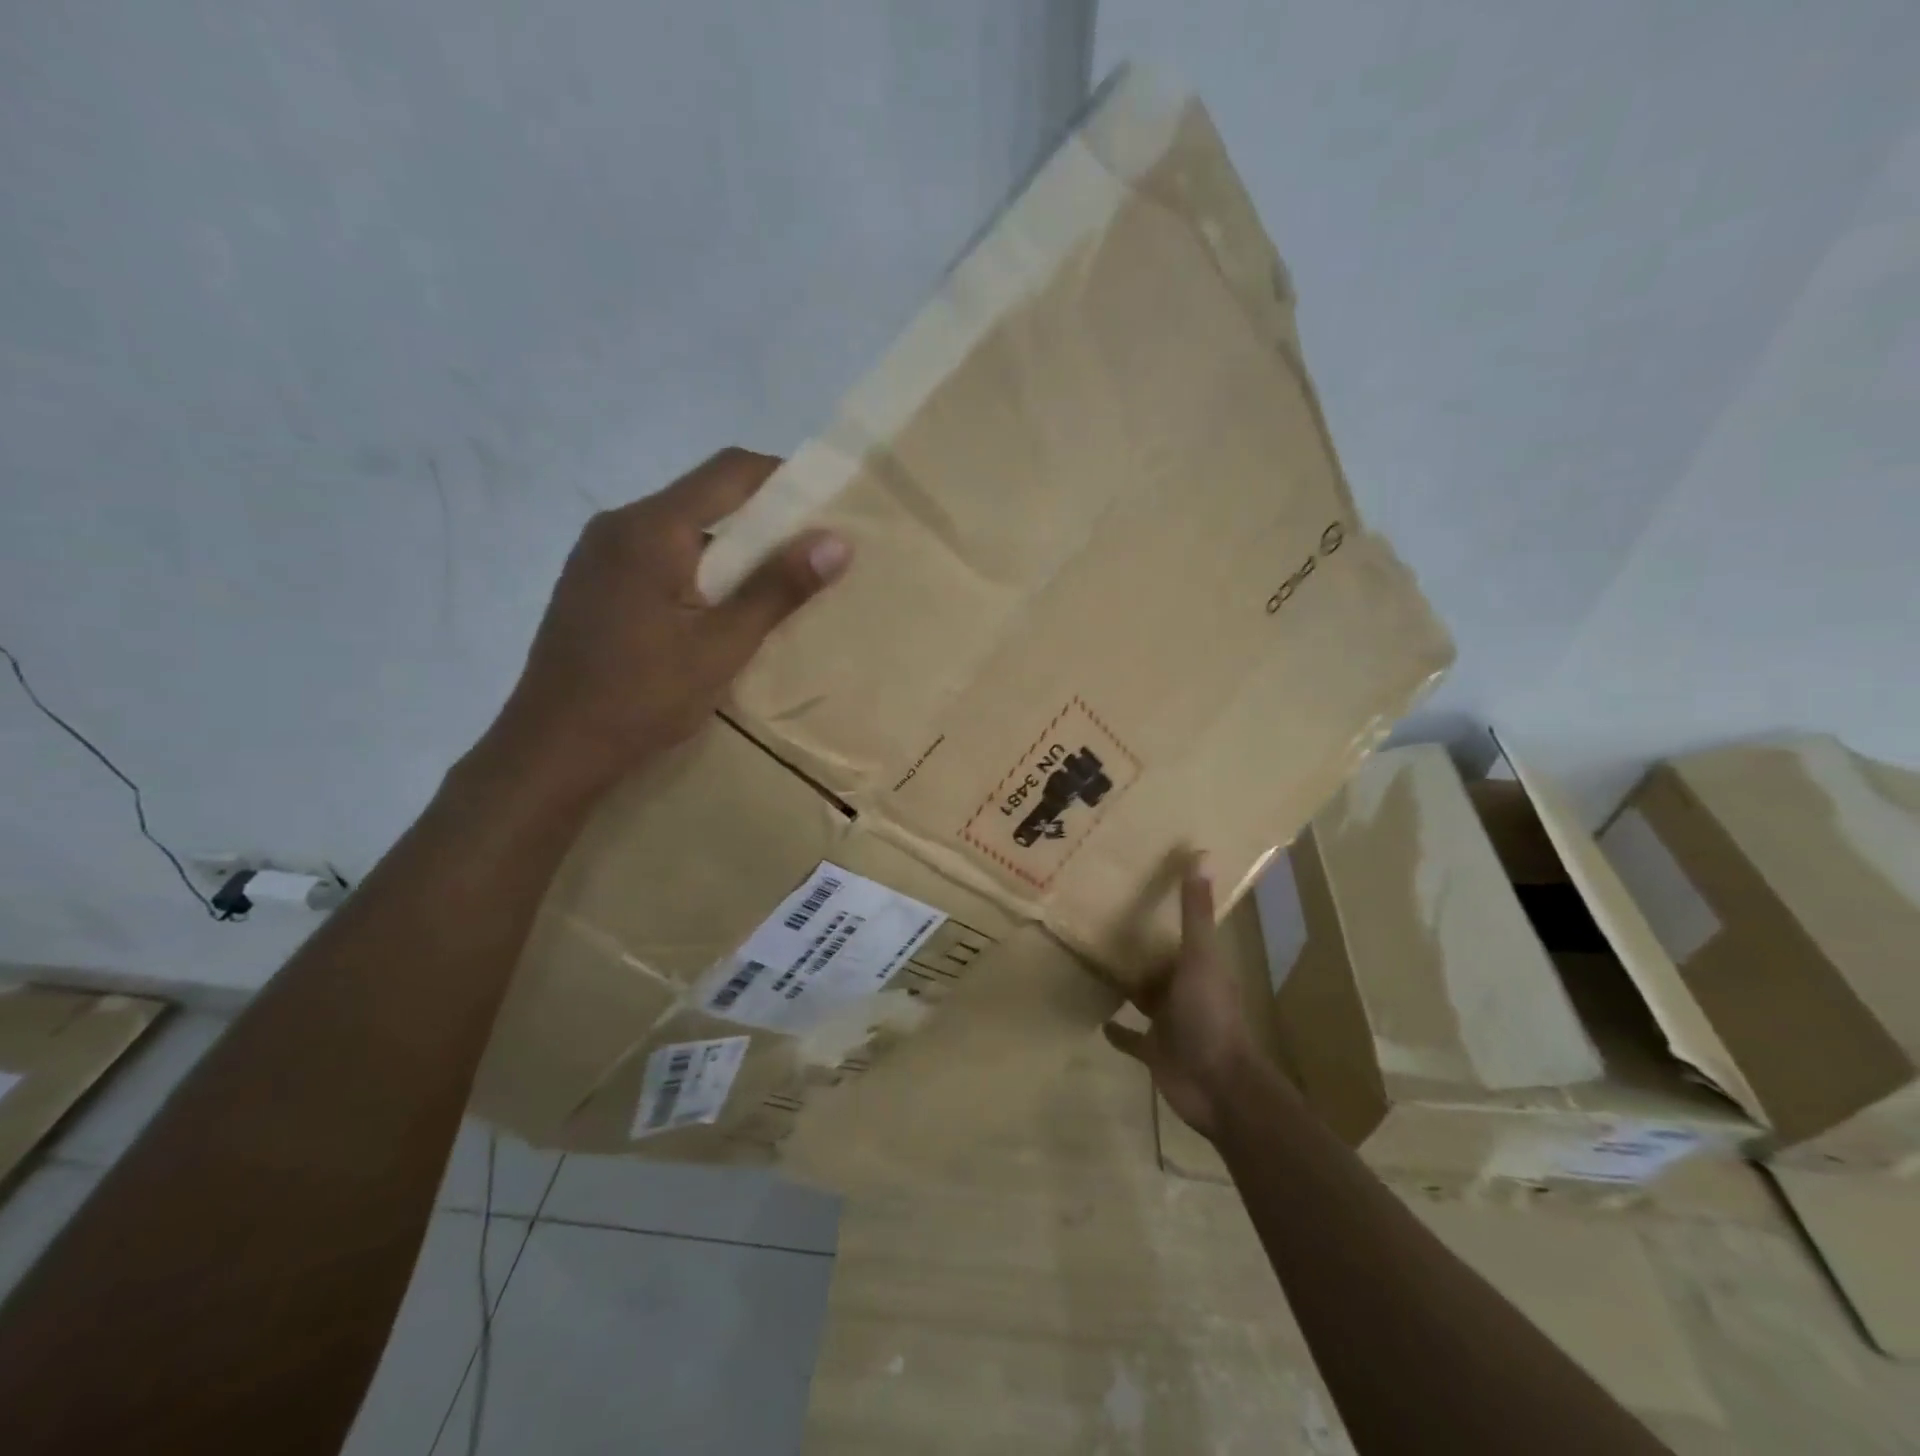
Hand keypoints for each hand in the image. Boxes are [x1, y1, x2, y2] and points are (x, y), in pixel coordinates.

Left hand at [485, 448, 849, 795]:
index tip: (825, 509)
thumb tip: (837, 541)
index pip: (730, 471)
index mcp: (652, 528)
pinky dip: (697, 568)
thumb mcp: (722, 646)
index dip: (784, 479)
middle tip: (807, 557)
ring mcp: (598, 553)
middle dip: (761, 520)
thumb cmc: (643, 696)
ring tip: (768, 589)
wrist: (553, 747)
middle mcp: (619, 524)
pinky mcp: (592, 582)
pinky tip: (713, 611)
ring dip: (729, 548)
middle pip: (704, 497)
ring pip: (680, 529)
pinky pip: (657, 555)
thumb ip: (777, 589)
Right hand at [1104, 859, 1261, 1140]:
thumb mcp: (1200, 956)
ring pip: (1143, 996)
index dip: (1160, 912)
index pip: (1177, 932)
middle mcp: (1183, 989)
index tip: (1134, 887)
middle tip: (1100, 920)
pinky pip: (1132, 1037)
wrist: (1218, 1086)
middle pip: (1157, 963)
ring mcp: (1168, 1022)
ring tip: (1093, 961)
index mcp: (1198, 965)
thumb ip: (1195, 911)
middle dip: (1137, 947)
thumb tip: (1201, 854)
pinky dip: (1118, 1030)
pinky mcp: (1153, 1051)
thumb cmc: (1210, 1015)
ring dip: (1126, 983)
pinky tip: (1098, 1020)